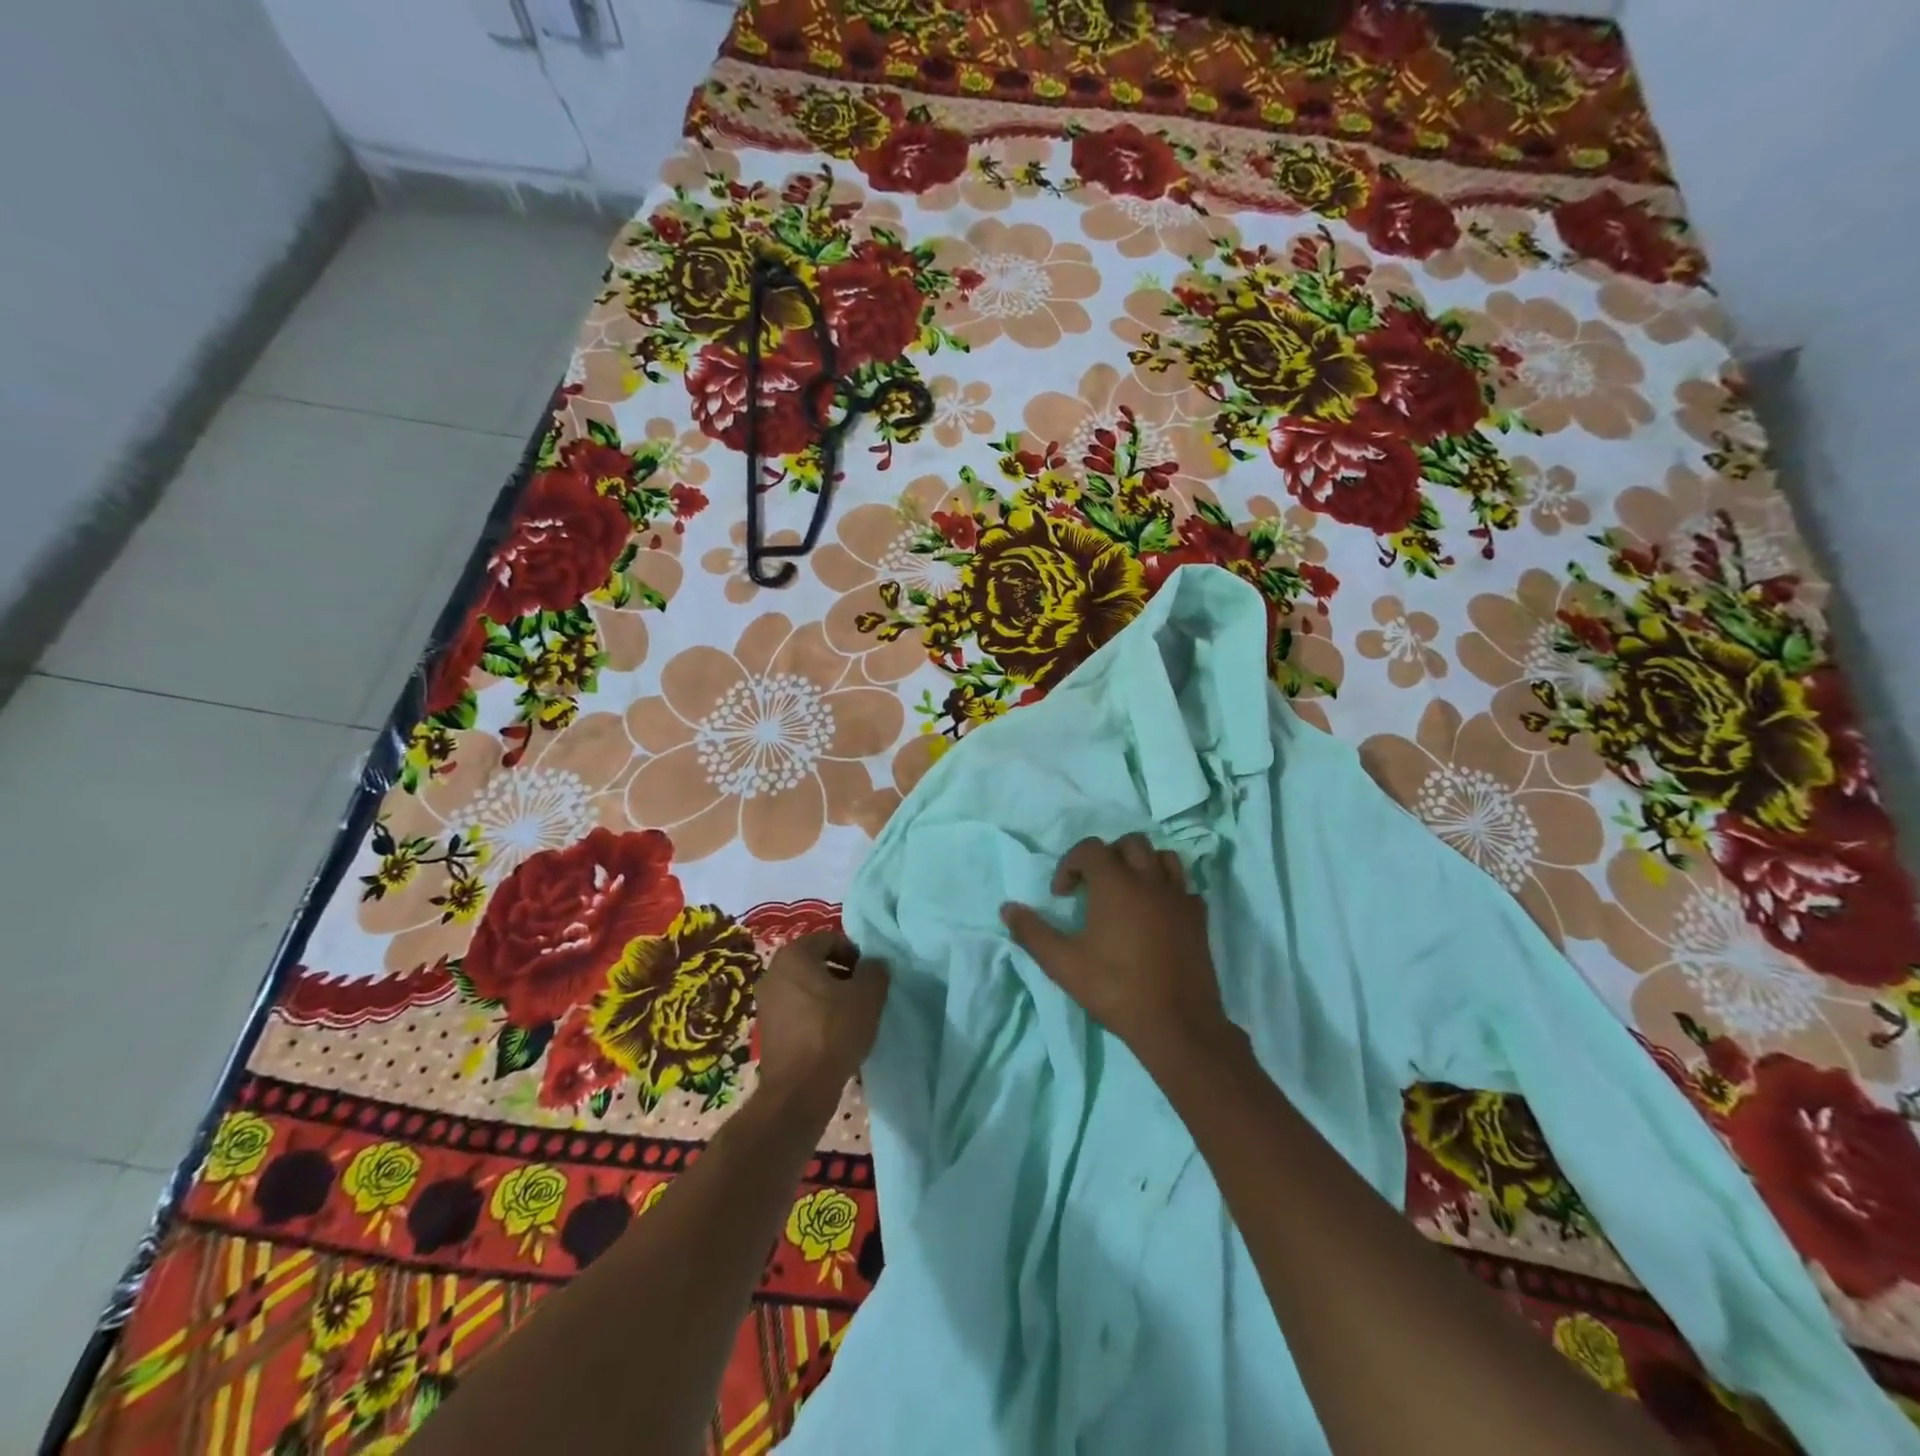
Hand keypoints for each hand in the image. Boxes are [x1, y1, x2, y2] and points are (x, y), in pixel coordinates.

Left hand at [754, 932, 888, 1107]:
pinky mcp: (766, 1028)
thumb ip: (875, 971)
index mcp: (794, 954)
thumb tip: (873, 964)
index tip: (869, 977)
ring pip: (806, 987)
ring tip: (850, 1017)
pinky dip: (815, 1015)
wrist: (799, 1090)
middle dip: (842, 974)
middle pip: (816, 962)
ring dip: (829, 995)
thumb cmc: (833, 1031)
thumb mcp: (868, 995)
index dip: (855, 954)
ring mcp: (766, 1001)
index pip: (830, 939)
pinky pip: (797, 1009)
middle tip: (862, 995)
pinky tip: (832, 1035)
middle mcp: (773, 971)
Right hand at [1000, 835, 1230, 1066]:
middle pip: (1130, 843)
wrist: (1176, 1023)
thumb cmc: (1115, 989)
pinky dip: (1168, 891)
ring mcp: (1178, 897)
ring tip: (1127, 893)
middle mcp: (1149, 880)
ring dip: (1142, 866)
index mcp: (1115, 883)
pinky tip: (1157, 915)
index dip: (1069, 864)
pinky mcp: (1198, 918)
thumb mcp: (1063, 964)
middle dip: (1107, 857)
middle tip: (1093, 887)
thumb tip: (1007, 908)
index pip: (1090, 848)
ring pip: (1163, 858)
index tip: (1061, 896)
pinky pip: (1184, 889)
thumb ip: (1033, 932)